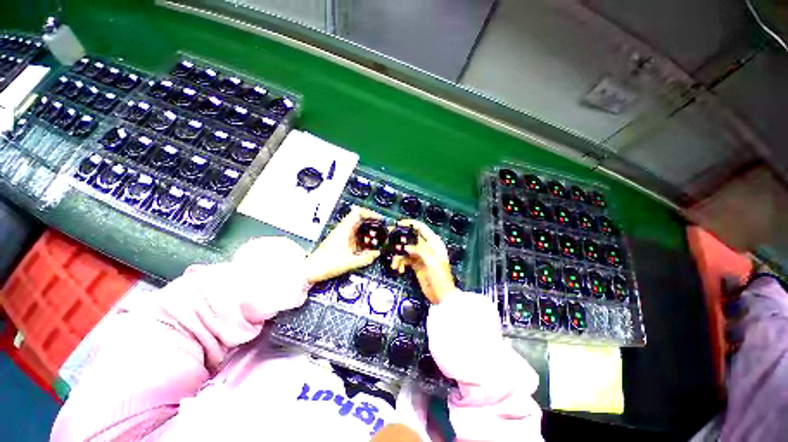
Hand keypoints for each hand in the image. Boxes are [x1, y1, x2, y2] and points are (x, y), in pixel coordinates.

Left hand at [304, 206, 382, 283]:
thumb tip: (377, 254)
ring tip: (378, 239)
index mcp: (344, 229)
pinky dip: (365, 239)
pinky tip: (369, 247)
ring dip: (369, 232)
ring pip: (359, 228)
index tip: (380, 219)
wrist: (312, 269)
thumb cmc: (327, 263)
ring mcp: (343, 235)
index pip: (359, 213)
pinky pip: (357, 236)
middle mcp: (344, 230)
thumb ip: (365, 259)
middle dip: (373, 224)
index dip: (371, 213)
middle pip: (361, 220)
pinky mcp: (343, 242)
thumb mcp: (349, 262)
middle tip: (382, 230)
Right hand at [389, 219, 455, 303]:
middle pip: (411, 239)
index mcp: (434, 243)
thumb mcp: (432, 262)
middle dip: (400, 241)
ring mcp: (420, 256)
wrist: (441, 296)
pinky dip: (401, 263)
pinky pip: (405, 259)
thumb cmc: (440, 277)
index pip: (421, 228)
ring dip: (399, 256)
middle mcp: (426, 247)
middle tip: (389, 243)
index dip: (410, 224)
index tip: (399, 224)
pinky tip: (399, 269)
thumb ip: (420, 251)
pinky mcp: (416, 264)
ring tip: (395, 265)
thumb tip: (406, 246)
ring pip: (406, 250)